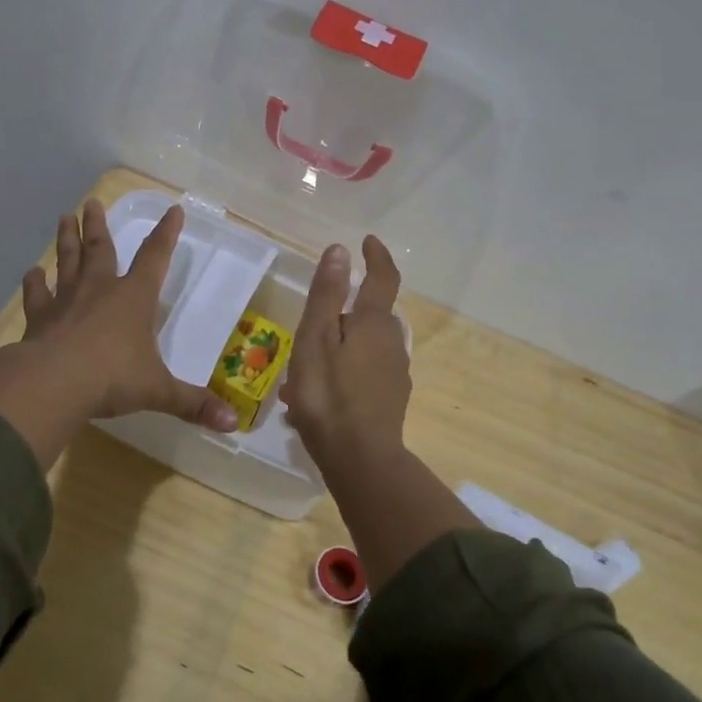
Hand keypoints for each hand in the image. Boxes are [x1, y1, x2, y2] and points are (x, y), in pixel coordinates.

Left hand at [0, 199, 235, 467]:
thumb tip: (233, 424)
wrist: (54, 383)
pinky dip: (34, 283)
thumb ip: (193, 404)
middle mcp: (99, 290)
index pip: (155, 257)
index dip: (166, 234)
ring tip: (64, 218)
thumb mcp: (159, 391)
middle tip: (92, 202)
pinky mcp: (39, 319)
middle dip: (98, 225)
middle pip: (101, 249)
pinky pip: (36, 295)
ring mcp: (65, 301)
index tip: (173, 210)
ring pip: (67, 262)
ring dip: (67, 240)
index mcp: (134, 298)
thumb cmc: (113, 378)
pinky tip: (32, 273)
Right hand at [281, 235, 410, 478]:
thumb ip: (327, 295)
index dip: (376, 257)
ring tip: (306, 369)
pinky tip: (322, 394)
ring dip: (341, 346)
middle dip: (344, 313)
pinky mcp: (392, 397)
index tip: (367, 242)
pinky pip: (367, 370)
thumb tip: (340, 250)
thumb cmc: (328, 395)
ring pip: (366, 345)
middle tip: (310, 328)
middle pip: (371, 314)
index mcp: (372, 322)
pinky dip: (346, 370)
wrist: (360, 459)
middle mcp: (391, 341)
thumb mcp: (315, 340)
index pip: (382, 278)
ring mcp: (395, 372)